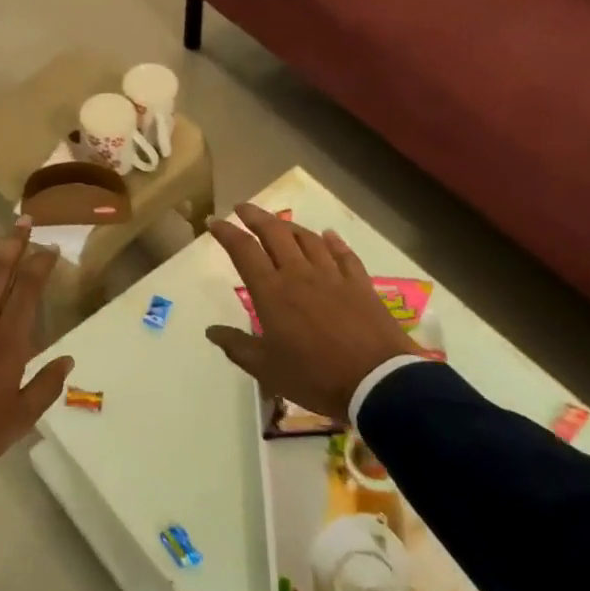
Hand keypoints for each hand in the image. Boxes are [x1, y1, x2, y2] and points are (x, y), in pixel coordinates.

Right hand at [204, 203, 418, 425]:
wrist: (377, 382)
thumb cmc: (315, 376)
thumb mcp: (266, 369)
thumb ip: (237, 346)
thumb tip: (211, 331)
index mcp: (272, 292)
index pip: (243, 250)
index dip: (226, 232)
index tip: (214, 222)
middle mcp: (299, 274)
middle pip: (275, 233)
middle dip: (255, 216)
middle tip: (243, 208)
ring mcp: (332, 276)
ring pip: (308, 238)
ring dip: (289, 226)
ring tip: (279, 222)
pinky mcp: (359, 284)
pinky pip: (343, 254)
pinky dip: (333, 241)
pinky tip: (328, 235)